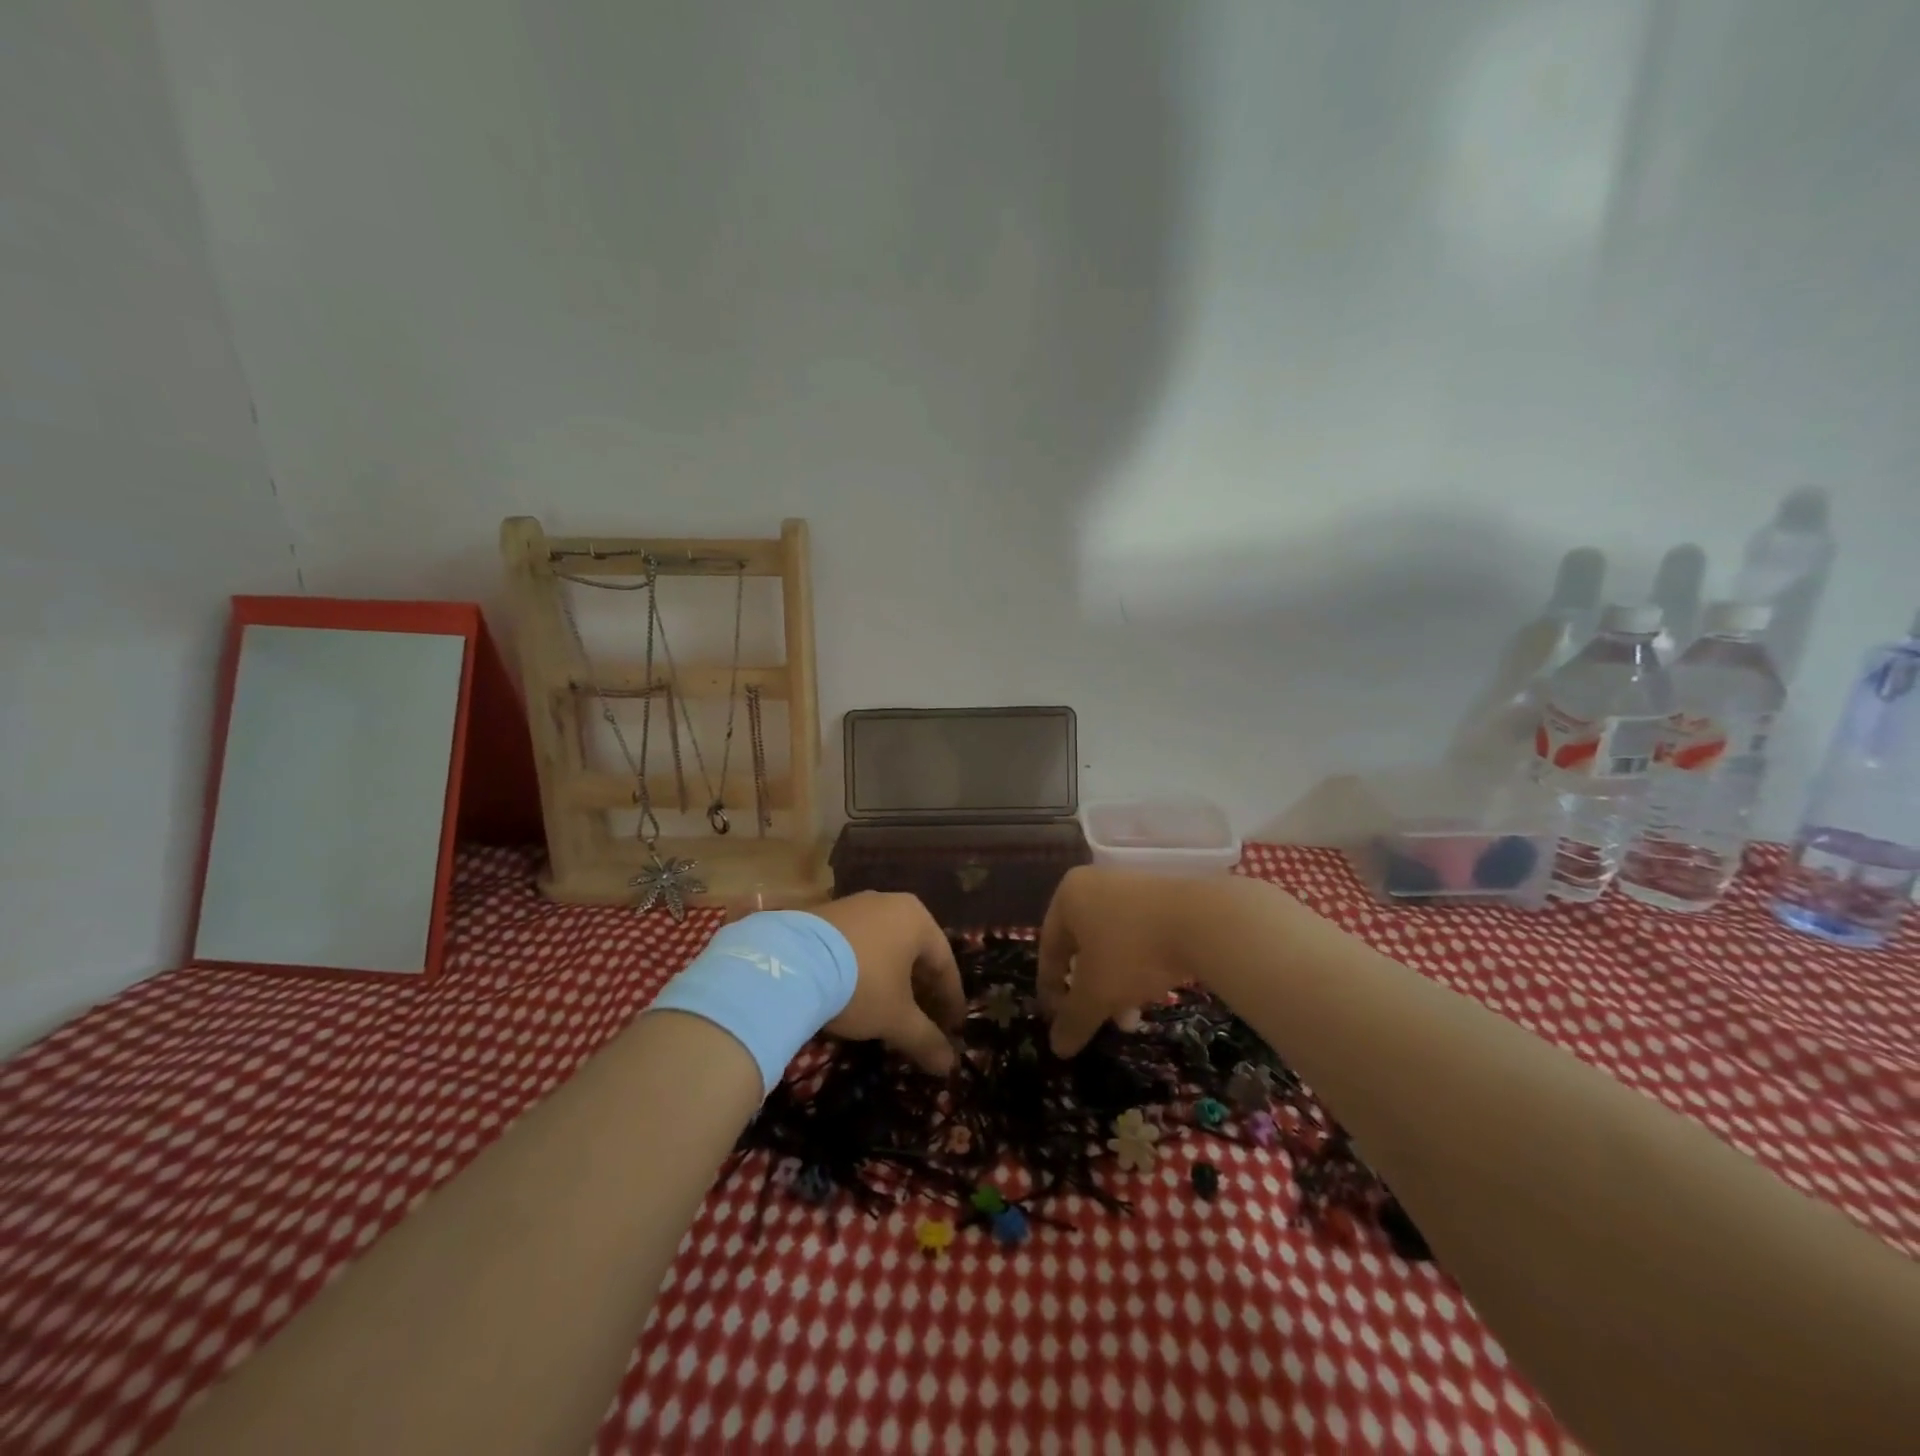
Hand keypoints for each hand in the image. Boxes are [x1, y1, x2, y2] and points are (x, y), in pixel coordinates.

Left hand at [808, 893, 965, 1073]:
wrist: (790, 965)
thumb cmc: (861, 985)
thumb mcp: (897, 1019)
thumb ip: (926, 1040)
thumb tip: (949, 1066)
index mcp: (917, 918)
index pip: (944, 963)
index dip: (951, 1000)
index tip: (953, 1027)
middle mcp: (889, 903)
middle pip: (915, 952)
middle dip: (922, 989)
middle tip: (925, 1020)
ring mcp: (854, 904)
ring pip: (885, 946)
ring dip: (892, 978)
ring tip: (890, 1009)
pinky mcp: (823, 914)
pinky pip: (857, 943)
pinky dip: (864, 968)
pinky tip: (856, 992)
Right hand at [1037, 867, 1208, 1055]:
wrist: (1204, 921)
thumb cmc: (1133, 951)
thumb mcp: (1097, 993)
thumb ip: (1073, 1020)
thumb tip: (1056, 1048)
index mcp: (1068, 897)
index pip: (1049, 949)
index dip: (1050, 990)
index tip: (1057, 1021)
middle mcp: (1095, 884)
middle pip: (1082, 947)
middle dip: (1090, 991)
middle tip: (1098, 1021)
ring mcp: (1132, 887)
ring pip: (1113, 944)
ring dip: (1116, 984)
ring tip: (1131, 1018)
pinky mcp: (1164, 896)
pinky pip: (1139, 935)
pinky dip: (1139, 966)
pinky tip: (1154, 992)